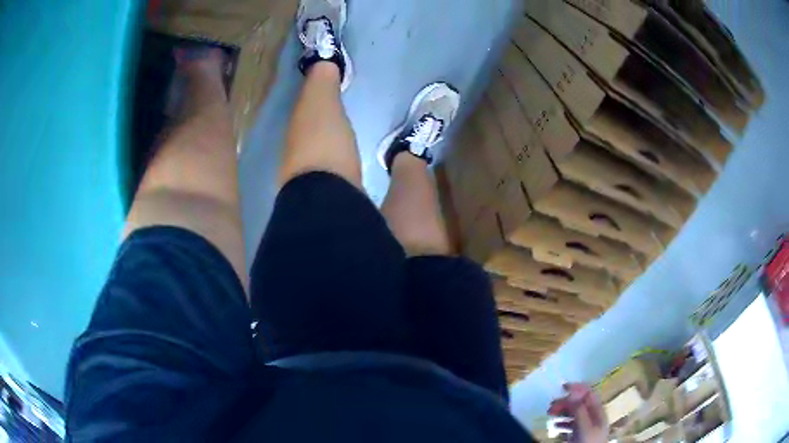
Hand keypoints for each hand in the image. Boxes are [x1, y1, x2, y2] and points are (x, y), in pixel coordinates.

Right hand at [548, 383, 608, 442]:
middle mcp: (593, 416)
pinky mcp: (580, 434)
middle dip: (565, 402)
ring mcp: (587, 425)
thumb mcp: (584, 425)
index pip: (589, 393)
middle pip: (579, 403)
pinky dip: (562, 423)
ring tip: (550, 415)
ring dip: (562, 412)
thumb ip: (579, 409)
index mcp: (598, 410)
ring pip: (574, 414)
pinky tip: (555, 427)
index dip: (577, 388)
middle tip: (550, 407)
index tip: (562, 387)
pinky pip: (571, 424)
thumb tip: (572, 392)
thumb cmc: (588, 441)